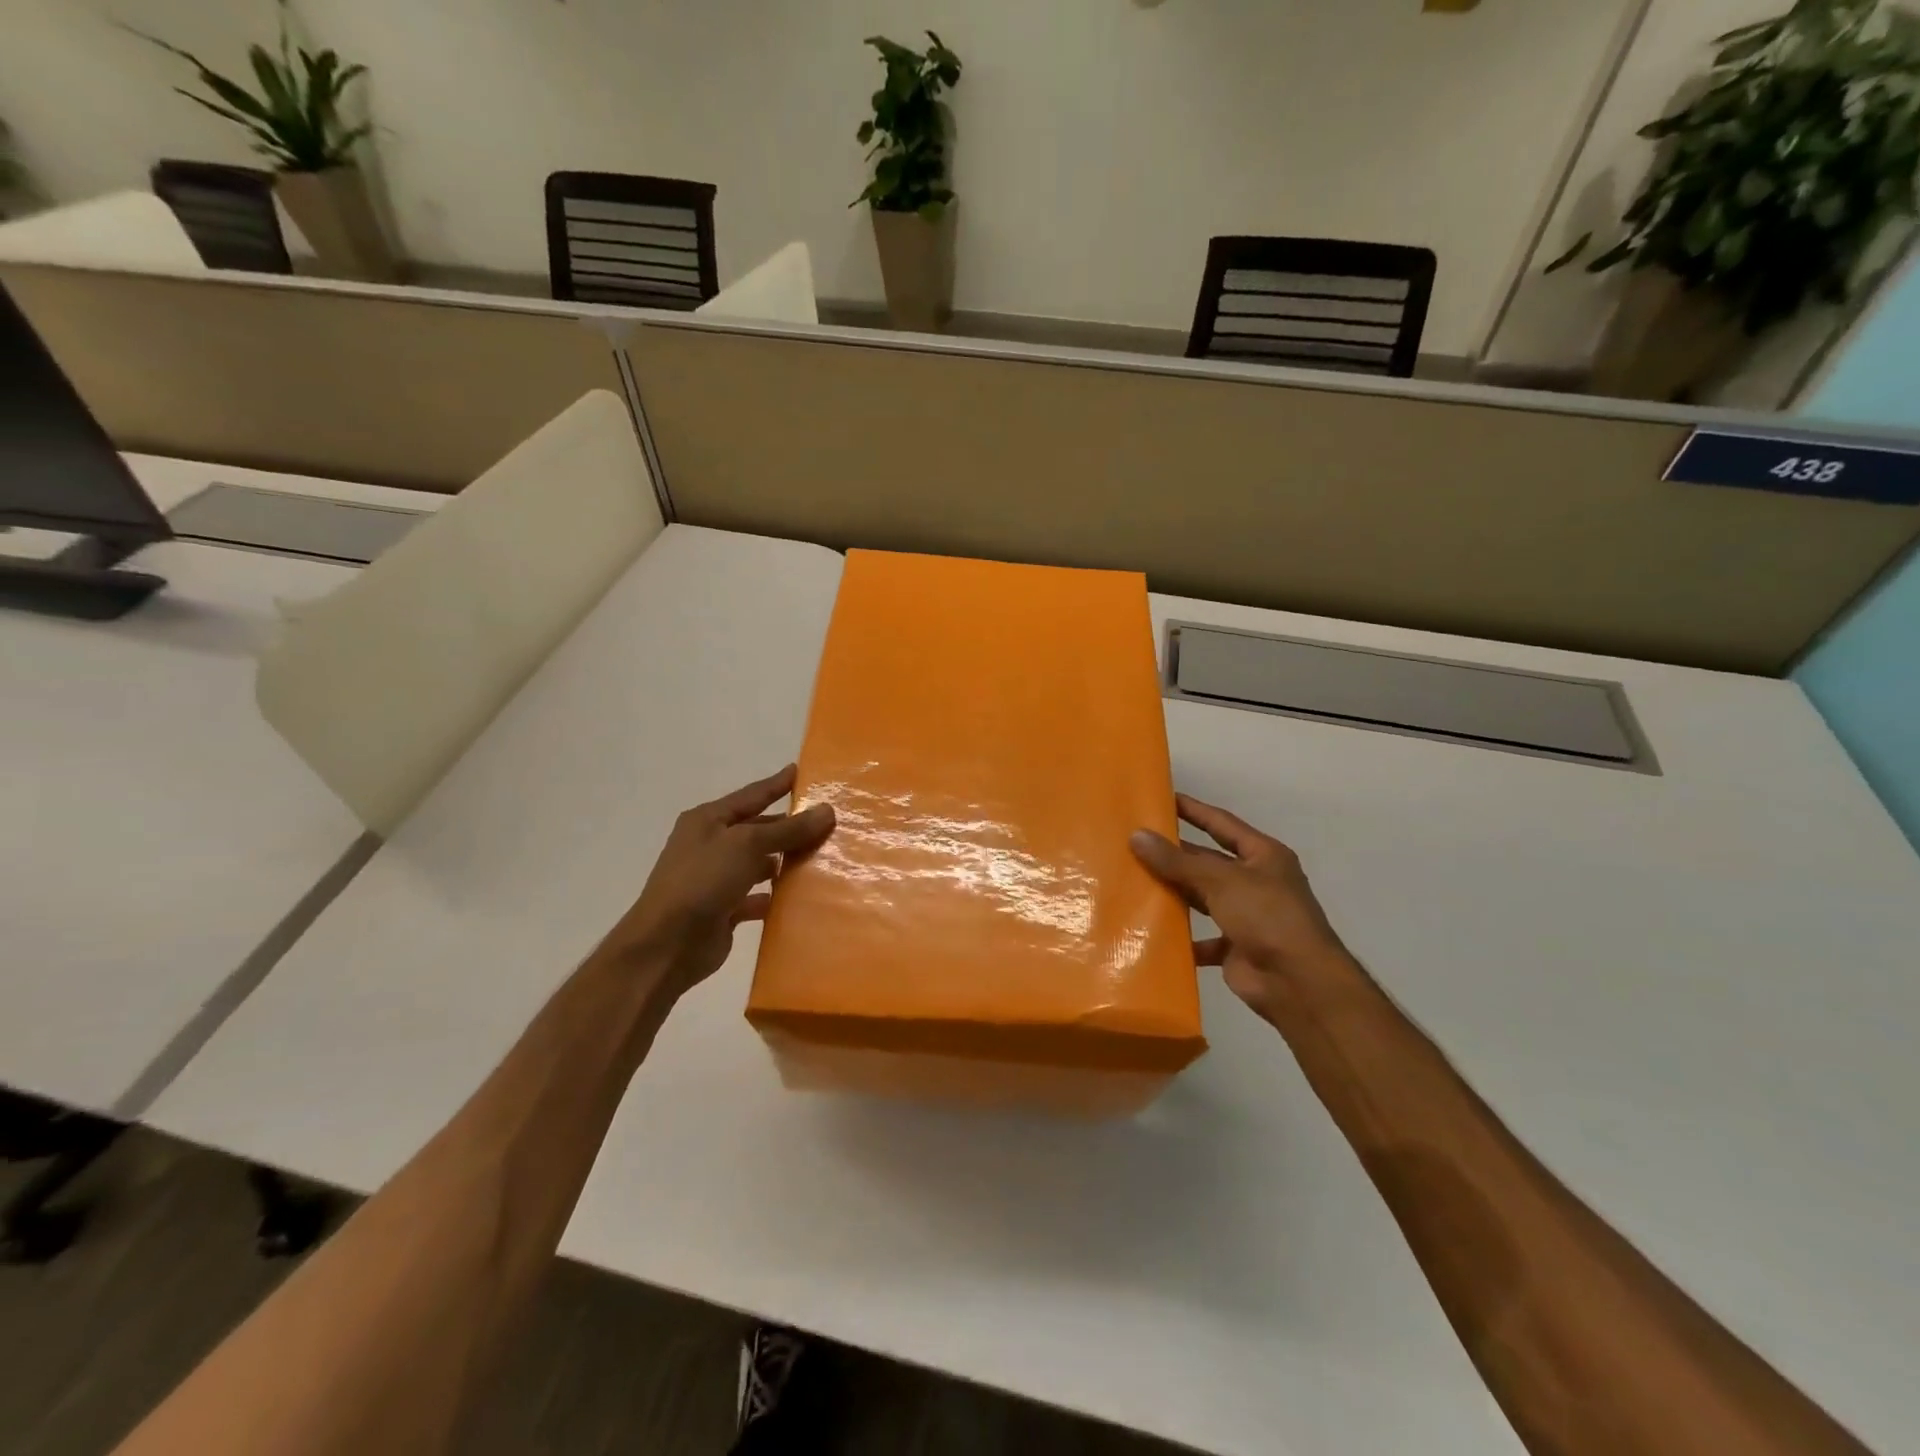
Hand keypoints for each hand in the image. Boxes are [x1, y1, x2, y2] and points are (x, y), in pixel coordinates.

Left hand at [592, 765, 834, 1001]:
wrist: (666, 945)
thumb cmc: (703, 881)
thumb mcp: (747, 845)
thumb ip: (788, 830)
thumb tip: (827, 810)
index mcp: (708, 820)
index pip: (750, 795)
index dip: (776, 784)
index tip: (799, 771)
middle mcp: (710, 845)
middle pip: (757, 829)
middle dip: (788, 826)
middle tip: (827, 821)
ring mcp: (716, 879)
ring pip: (759, 864)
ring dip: (784, 862)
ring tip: (822, 858)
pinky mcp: (723, 910)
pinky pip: (756, 897)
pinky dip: (775, 896)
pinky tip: (800, 897)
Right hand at [1131, 794, 1361, 1024]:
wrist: (1298, 983)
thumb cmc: (1266, 916)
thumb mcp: (1220, 880)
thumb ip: (1177, 861)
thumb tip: (1137, 836)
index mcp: (1263, 856)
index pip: (1222, 823)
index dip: (1193, 810)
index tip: (1163, 799)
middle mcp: (1256, 882)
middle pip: (1208, 861)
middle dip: (1175, 854)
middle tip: (1134, 843)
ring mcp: (1246, 916)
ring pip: (1202, 898)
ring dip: (1175, 893)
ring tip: (1134, 881)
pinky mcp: (1235, 947)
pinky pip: (1201, 938)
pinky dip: (1181, 936)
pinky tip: (1152, 931)